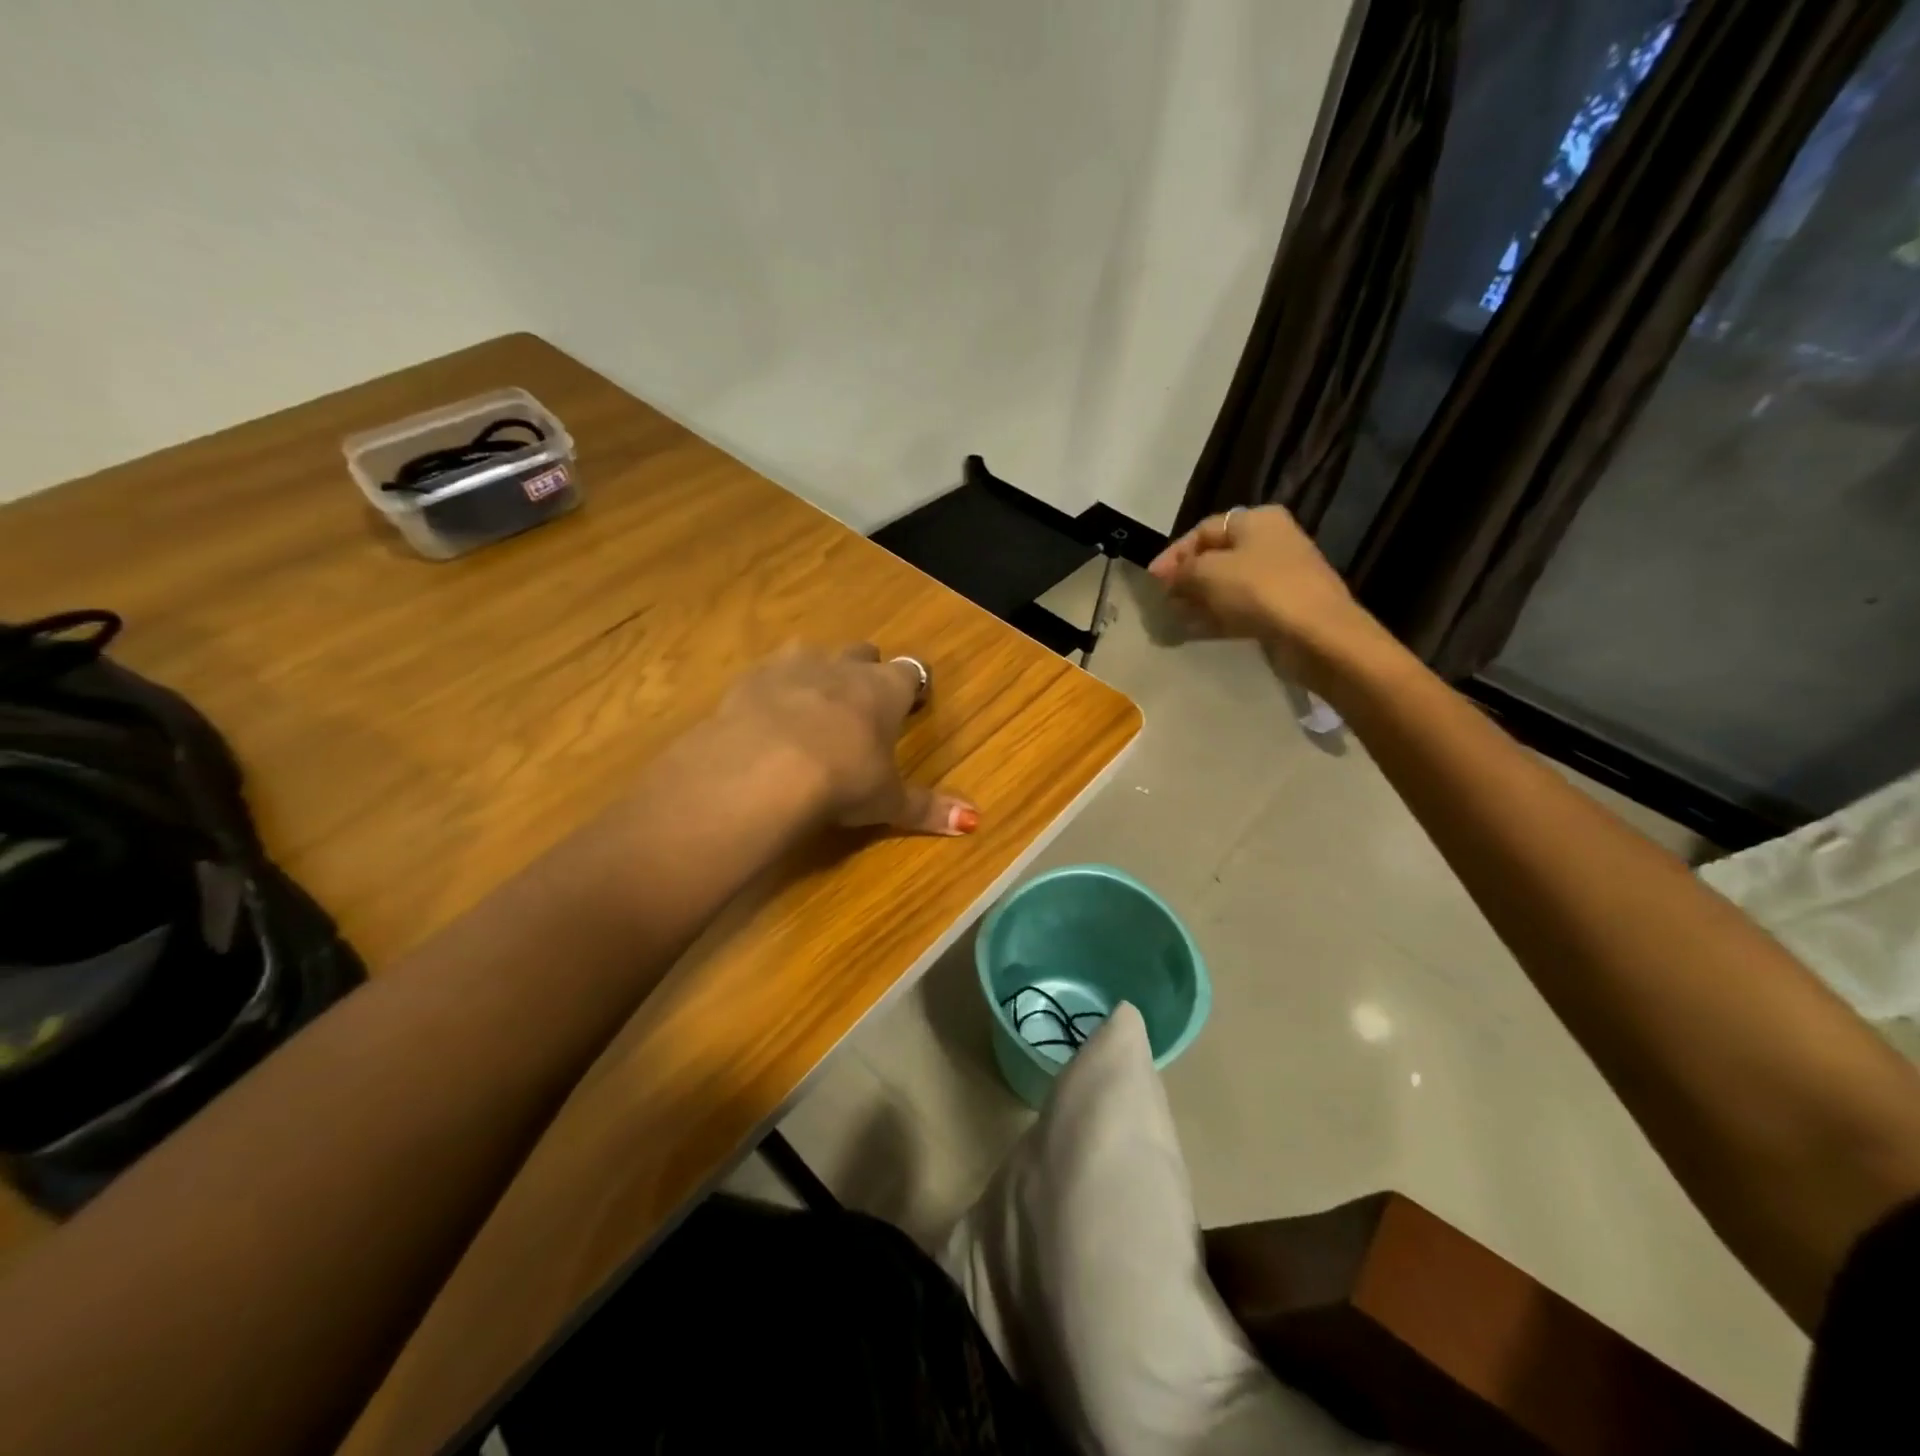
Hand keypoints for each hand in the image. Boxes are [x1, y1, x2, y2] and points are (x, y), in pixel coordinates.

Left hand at [716, 644, 978, 835]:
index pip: (910, 672)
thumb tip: (975, 821)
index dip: (911, 687)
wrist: (763, 769)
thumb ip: (927, 808)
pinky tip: (767, 718)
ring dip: (817, 674)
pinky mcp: (751, 678)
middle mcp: (842, 666)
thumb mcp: (887, 801)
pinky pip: (768, 673)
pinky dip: (773, 690)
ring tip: (811, 707)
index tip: (911, 704)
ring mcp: (793, 665)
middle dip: (864, 672)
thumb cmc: (842, 780)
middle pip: (863, 653)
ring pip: (813, 654)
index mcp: (884, 689)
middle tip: (862, 706)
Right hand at [1148, 506, 1384, 689]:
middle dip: (1187, 578)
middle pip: (1217, 556)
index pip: (1203, 530)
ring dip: (1201, 599)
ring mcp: (1281, 575)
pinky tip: (1200, 631)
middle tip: (1164, 600)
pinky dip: (1219, 616)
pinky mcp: (1284, 607)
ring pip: (1229, 584)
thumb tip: (1168, 577)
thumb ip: (1182, 571)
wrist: (1317, 634)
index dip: (1174, 553)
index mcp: (1256, 521)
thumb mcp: (1208, 573)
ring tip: (1177, 618)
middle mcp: (1272, 541)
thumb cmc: (1260, 591)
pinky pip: (1242, 607)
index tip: (1152, 580)